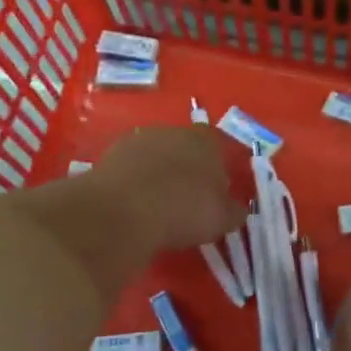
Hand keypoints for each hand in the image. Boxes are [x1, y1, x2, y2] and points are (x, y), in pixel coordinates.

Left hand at [84, 125, 249, 253]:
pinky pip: (131, 166)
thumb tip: (238, 209)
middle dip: (187, 168)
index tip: (216, 193)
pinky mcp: (112, 152)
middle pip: (186, 147)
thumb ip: (234, 211)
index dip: (219, 169)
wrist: (124, 210)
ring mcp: (140, 138)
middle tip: (187, 199)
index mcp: (207, 141)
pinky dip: (134, 180)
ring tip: (157, 203)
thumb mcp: (221, 219)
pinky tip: (134, 203)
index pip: (219, 147)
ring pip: (156, 154)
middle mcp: (174, 130)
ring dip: (158, 172)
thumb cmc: (184, 210)